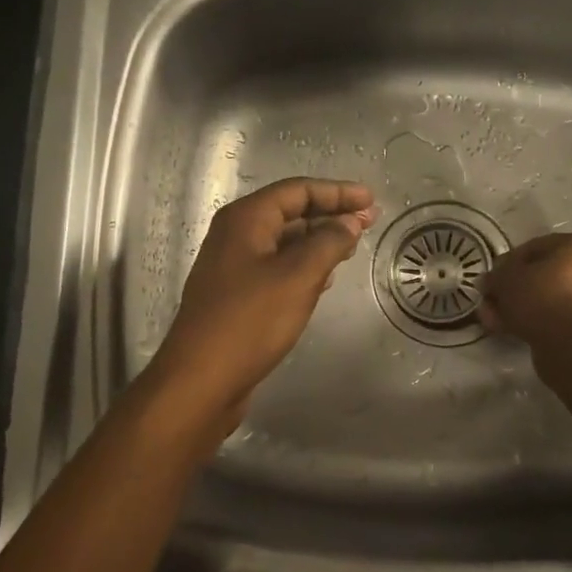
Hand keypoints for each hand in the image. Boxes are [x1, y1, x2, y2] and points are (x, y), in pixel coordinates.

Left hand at [151, 177, 377, 423]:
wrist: (201, 381)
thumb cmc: (250, 321)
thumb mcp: (298, 276)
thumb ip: (329, 242)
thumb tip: (349, 222)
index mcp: (246, 219)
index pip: (297, 190)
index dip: (337, 192)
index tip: (370, 200)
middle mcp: (236, 235)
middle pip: (290, 212)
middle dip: (330, 214)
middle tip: (369, 222)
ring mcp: (234, 266)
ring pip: (284, 241)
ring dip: (319, 240)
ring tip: (353, 246)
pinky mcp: (237, 295)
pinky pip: (277, 267)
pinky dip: (304, 265)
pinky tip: (326, 278)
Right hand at [479, 232, 571, 343]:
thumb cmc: (542, 296)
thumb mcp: (507, 278)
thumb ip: (496, 276)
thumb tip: (489, 281)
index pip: (535, 247)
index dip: (507, 263)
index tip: (491, 278)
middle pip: (542, 276)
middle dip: (512, 289)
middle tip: (489, 301)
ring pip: (547, 299)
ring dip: (518, 307)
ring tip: (493, 319)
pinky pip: (556, 318)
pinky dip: (533, 322)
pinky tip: (507, 330)